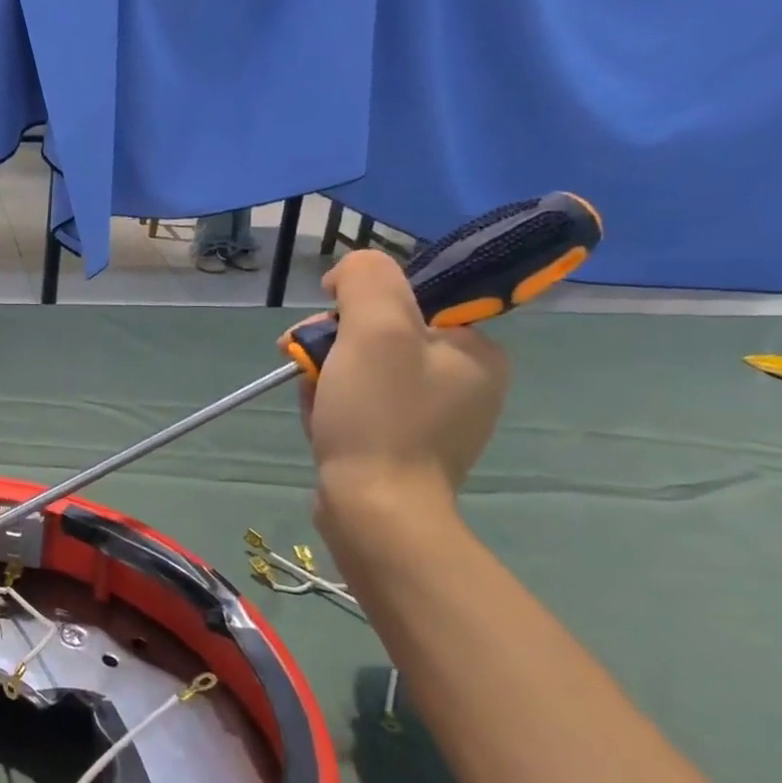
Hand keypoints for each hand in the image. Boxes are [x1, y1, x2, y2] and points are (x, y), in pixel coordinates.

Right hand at [297, 250, 509, 512]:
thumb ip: (368, 280)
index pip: (411, 300)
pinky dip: (335, 403)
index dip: (359, 304)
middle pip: (382, 335)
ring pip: (366, 369)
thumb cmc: (380, 416)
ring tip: (313, 399)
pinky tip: (321, 419)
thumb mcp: (376, 330)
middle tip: (306, 363)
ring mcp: (436, 418)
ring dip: (328, 374)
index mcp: (475, 350)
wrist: (376, 511)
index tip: (328, 326)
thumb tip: (350, 271)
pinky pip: (363, 403)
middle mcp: (465, 381)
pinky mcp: (406, 446)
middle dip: (334, 344)